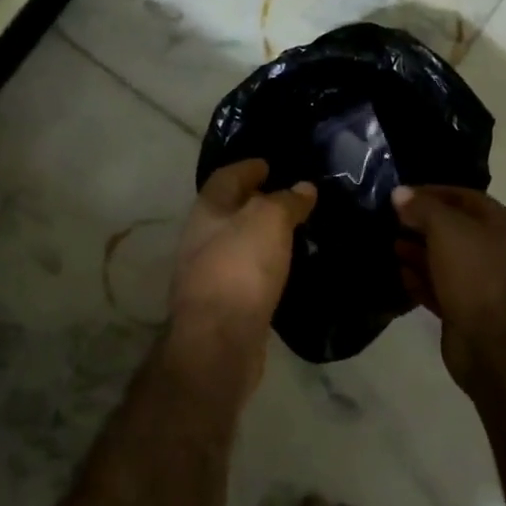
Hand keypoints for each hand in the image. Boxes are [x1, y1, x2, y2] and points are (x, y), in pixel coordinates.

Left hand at [170, 159, 315, 390]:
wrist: (219, 341)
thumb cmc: (240, 267)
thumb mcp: (269, 220)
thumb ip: (287, 201)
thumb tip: (304, 188)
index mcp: (208, 210)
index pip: (226, 177)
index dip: (248, 167)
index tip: (270, 164)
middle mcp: (202, 237)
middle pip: (229, 210)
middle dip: (255, 201)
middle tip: (289, 197)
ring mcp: (209, 273)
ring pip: (238, 242)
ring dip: (261, 234)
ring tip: (294, 231)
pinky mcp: (223, 304)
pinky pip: (246, 272)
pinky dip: (264, 264)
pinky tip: (285, 267)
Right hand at [393, 185, 505, 390]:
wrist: (493, 344)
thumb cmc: (474, 274)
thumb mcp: (446, 229)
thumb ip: (422, 207)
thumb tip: (400, 193)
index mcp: (502, 224)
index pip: (463, 196)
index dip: (431, 192)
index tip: (400, 195)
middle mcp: (497, 249)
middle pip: (454, 228)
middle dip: (422, 223)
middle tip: (391, 220)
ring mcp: (484, 282)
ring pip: (446, 259)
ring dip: (419, 251)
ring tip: (391, 245)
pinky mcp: (469, 309)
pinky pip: (442, 287)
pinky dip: (422, 279)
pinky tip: (400, 273)